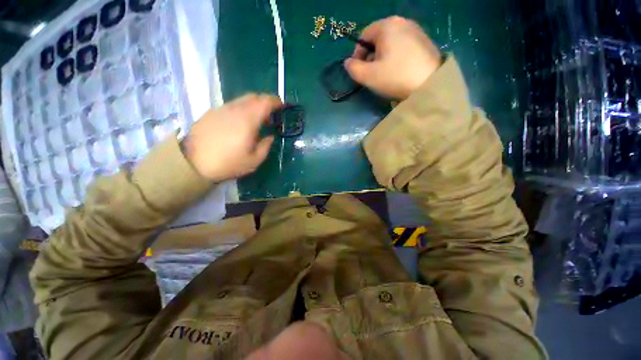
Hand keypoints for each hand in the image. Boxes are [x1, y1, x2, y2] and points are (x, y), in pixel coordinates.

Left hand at [182, 93, 281, 181]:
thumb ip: (266, 146)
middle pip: (253, 97)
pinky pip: (231, 106)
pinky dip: (241, 109)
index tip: (281, 106)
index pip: (265, 102)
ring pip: (241, 100)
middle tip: (270, 115)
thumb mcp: (254, 161)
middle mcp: (235, 110)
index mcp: (248, 120)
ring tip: (255, 121)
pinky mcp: (211, 113)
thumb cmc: (228, 163)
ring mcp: (221, 109)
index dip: (275, 101)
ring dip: (252, 106)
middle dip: (265, 102)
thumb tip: (270, 136)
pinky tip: (239, 124)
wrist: (193, 163)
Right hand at [344, 16, 441, 99]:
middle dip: (370, 57)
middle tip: (371, 74)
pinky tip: (398, 71)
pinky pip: (402, 46)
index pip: (363, 36)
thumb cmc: (395, 77)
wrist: (431, 84)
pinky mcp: (424, 40)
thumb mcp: (368, 76)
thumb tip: (348, 62)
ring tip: (385, 74)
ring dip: (382, 58)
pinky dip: (396, 57)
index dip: (357, 54)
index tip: (358, 70)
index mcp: (386, 26)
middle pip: (377, 39)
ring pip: (390, 43)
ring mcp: (415, 30)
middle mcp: (401, 21)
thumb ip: (353, 68)